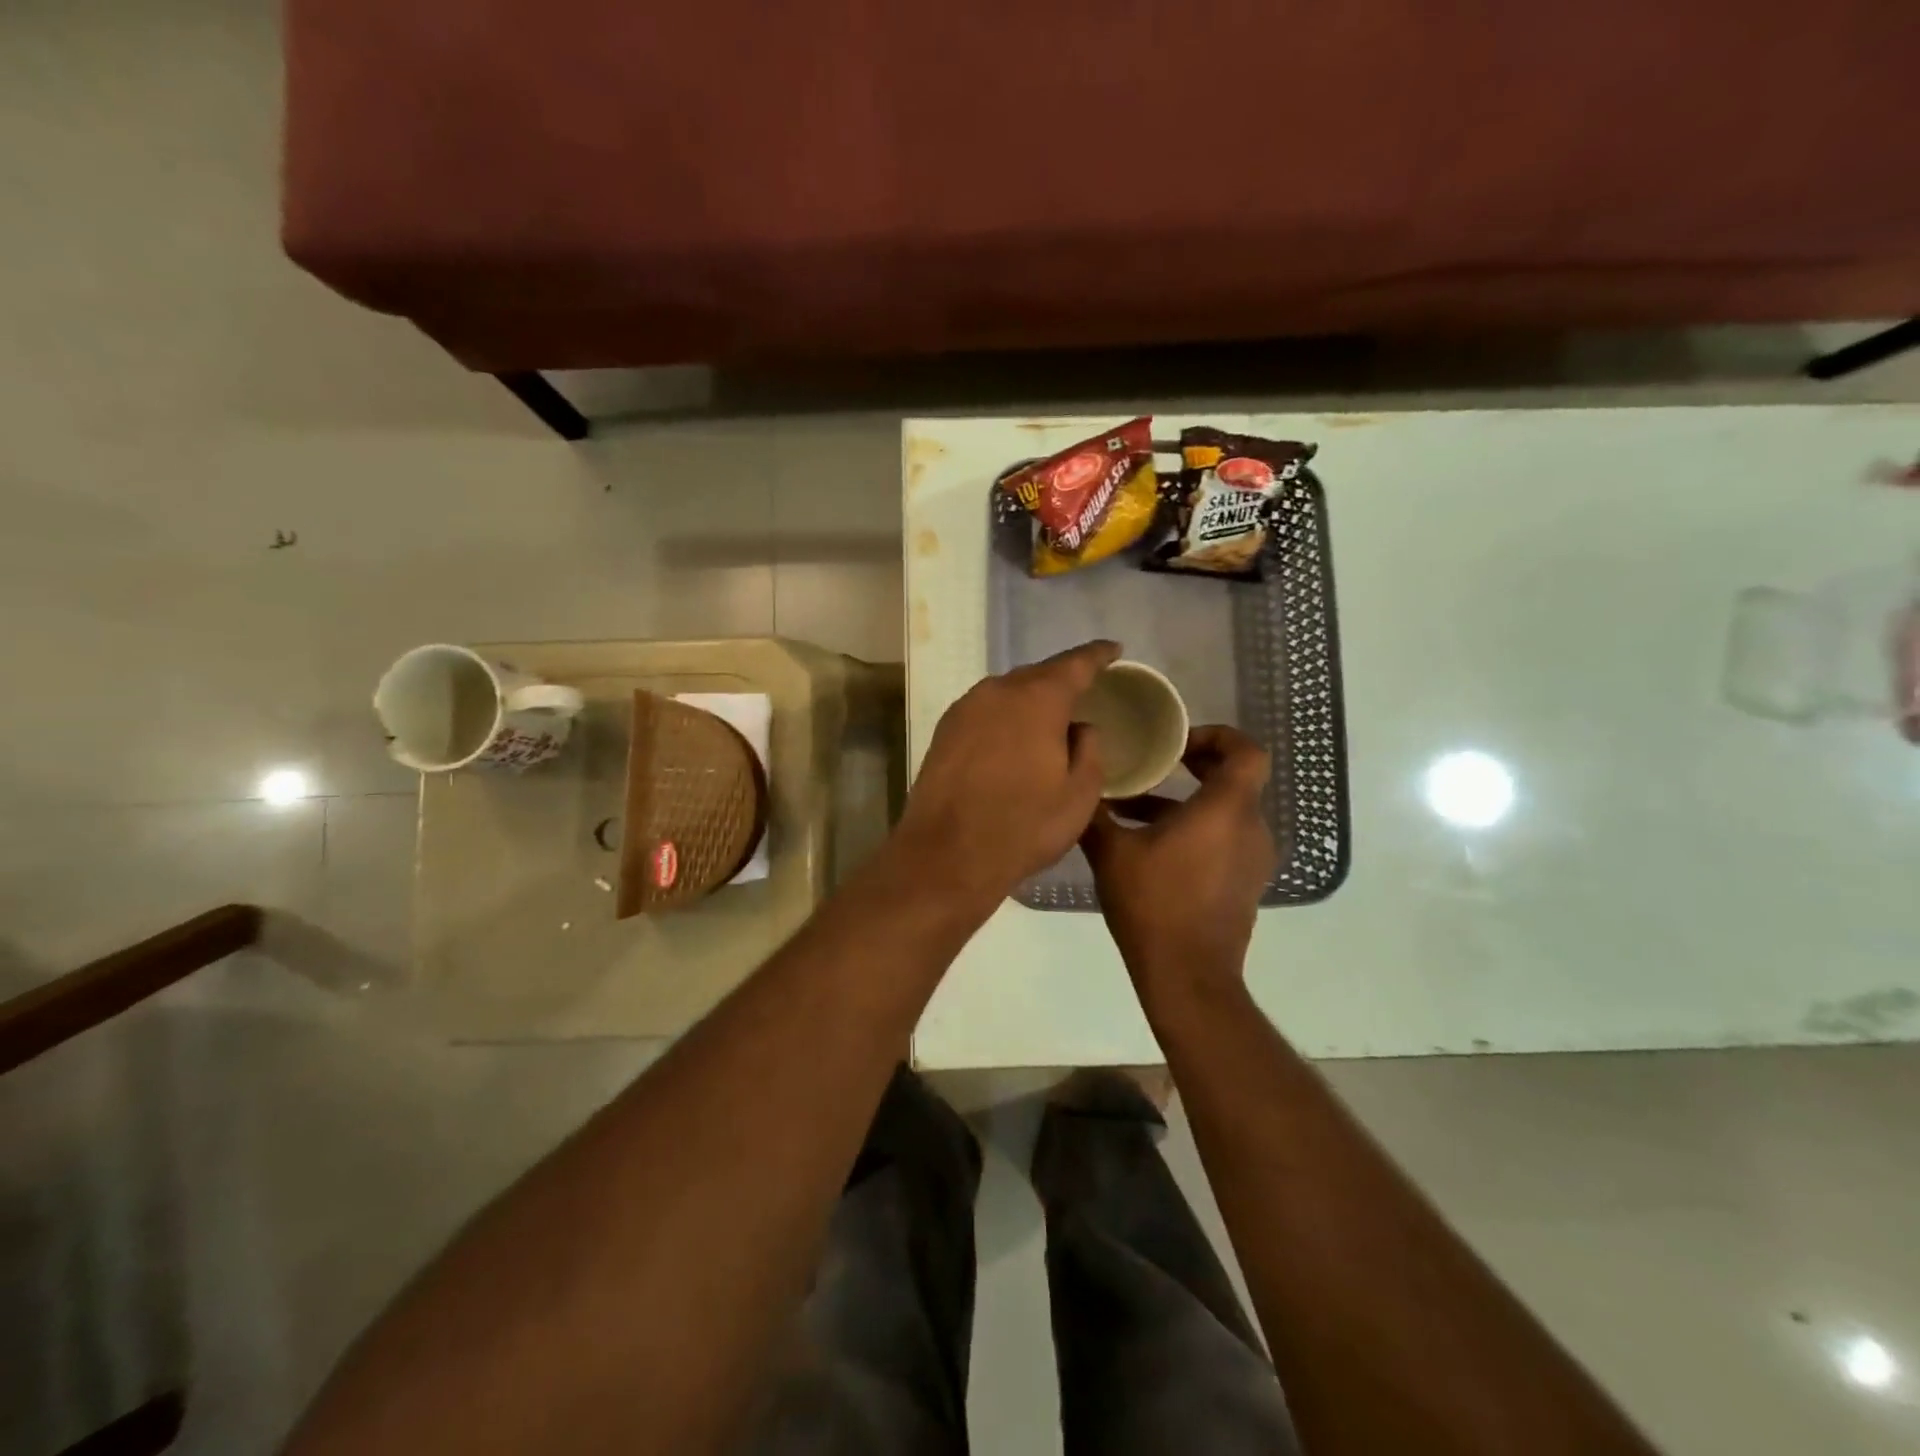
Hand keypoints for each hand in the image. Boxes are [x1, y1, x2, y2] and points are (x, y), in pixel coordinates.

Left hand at [895, 640, 1119, 904]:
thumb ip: (1089, 750)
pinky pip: (985, 711)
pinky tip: (1012, 737)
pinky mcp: (944, 731)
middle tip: (1084, 692)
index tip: (1114, 650)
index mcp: (1037, 699)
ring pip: (1007, 692)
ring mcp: (965, 709)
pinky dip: (1005, 716)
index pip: (1075, 664)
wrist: (947, 854)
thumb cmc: (1023, 826)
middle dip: (1062, 680)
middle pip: (1038, 674)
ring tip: (1049, 718)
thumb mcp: (1079, 795)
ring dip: (1030, 700)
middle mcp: (998, 691)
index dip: (1098, 655)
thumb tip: (1080, 728)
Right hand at [1081, 725, 1275, 1001]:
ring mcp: (1253, 859)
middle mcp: (1250, 828)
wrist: (1187, 975)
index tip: (1179, 744)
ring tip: (1139, 808)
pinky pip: (1226, 839)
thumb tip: (1078, 780)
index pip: (1247, 751)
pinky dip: (1198, 830)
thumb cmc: (1153, 904)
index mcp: (1225, 810)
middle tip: (1159, 764)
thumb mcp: (1111, 852)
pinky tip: (1152, 846)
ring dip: (1190, 802)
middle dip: (1198, 765)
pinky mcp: (1246, 884)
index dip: (1218, 736)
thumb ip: (1095, 812)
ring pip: (1228, 811)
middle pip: (1237, 779)